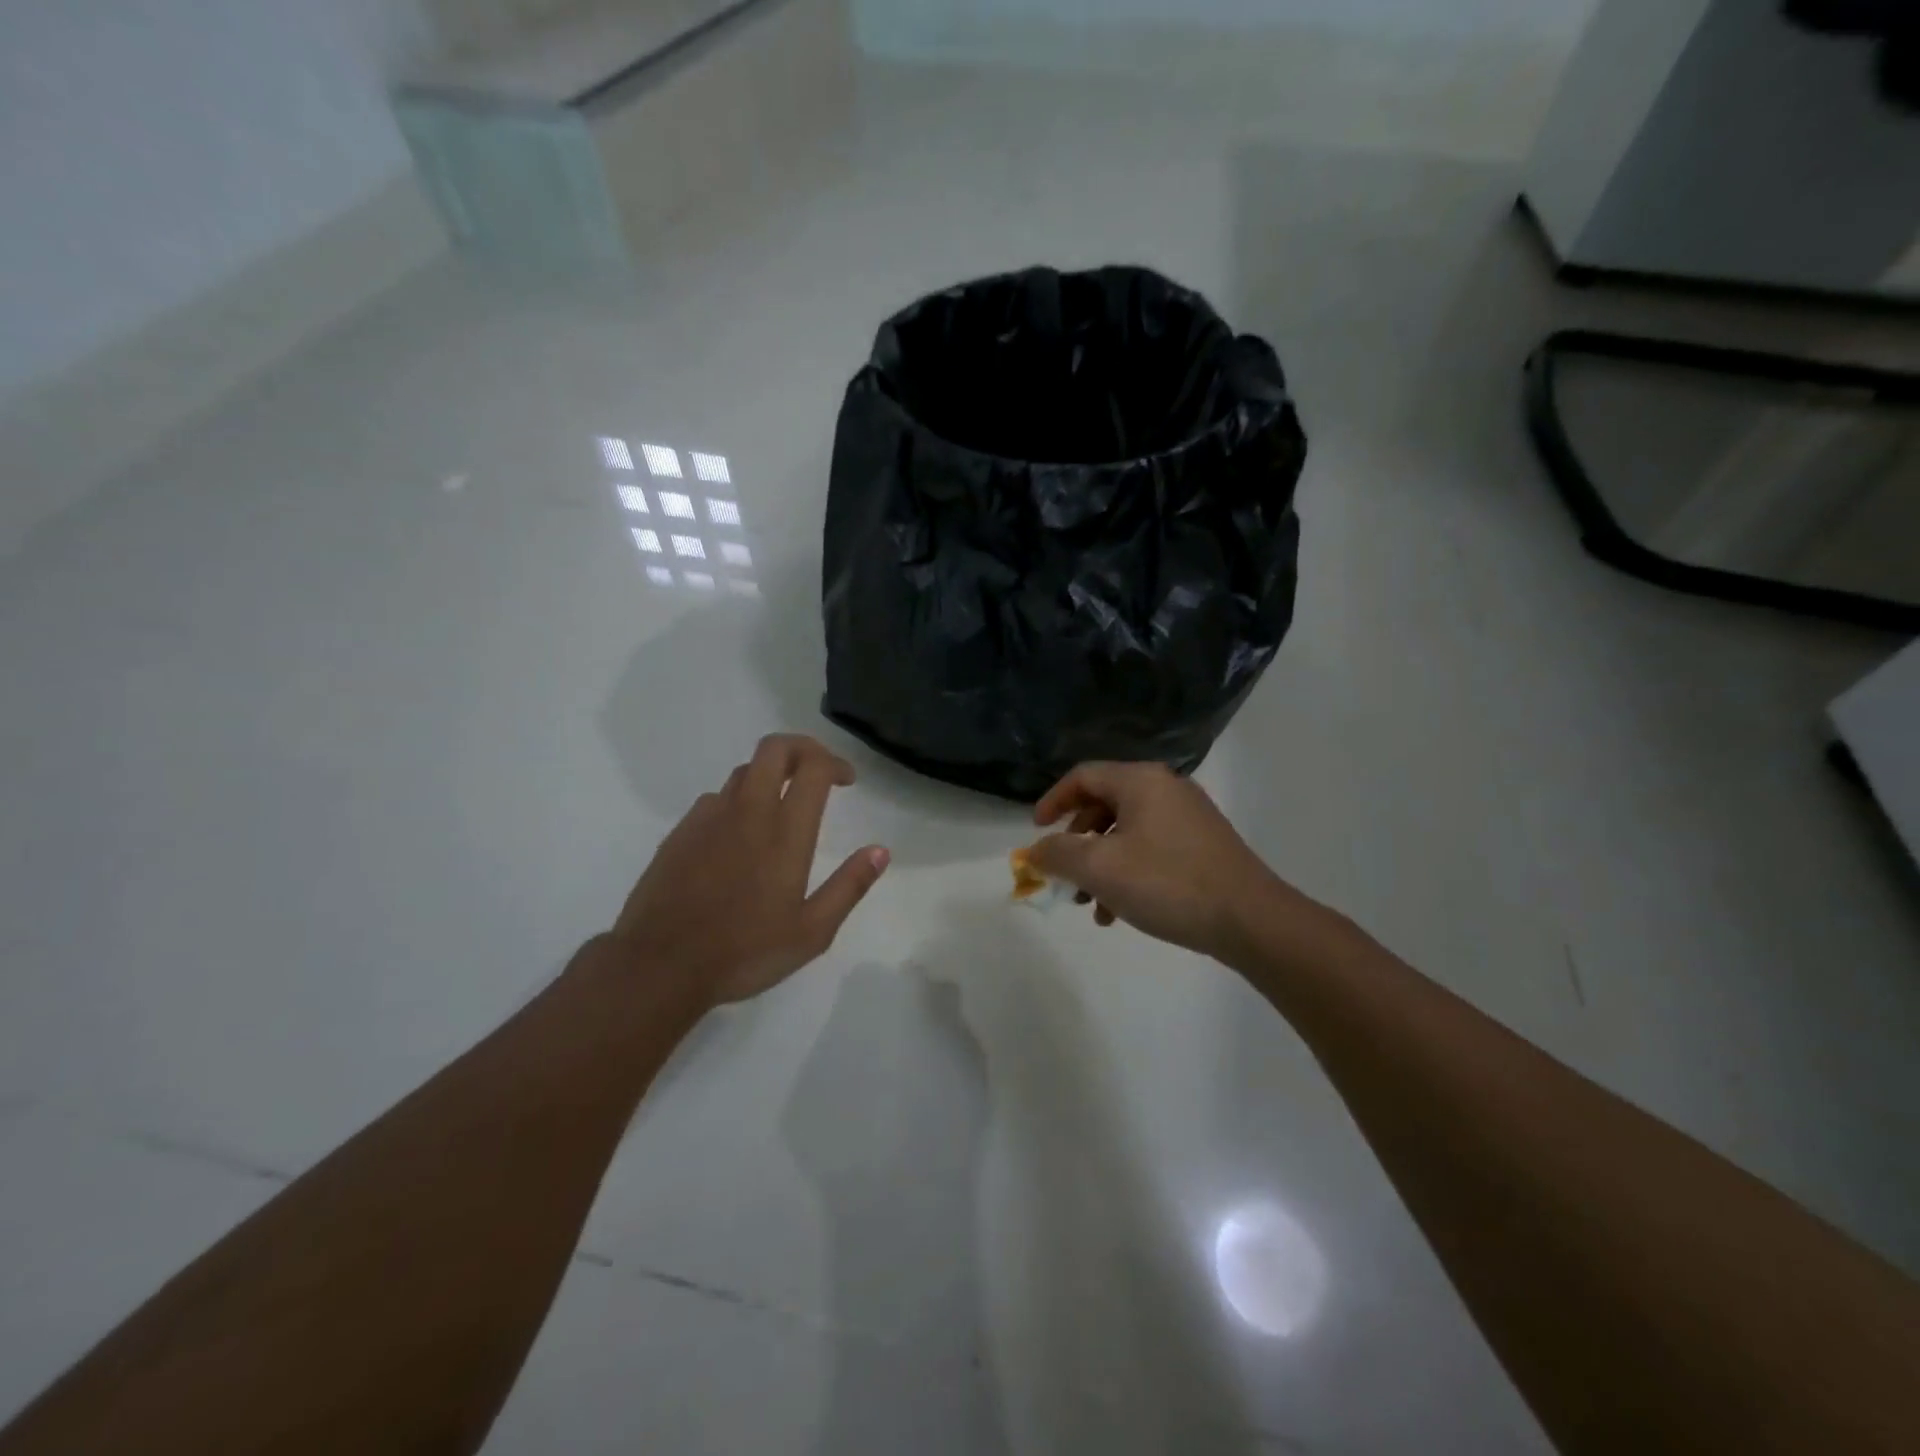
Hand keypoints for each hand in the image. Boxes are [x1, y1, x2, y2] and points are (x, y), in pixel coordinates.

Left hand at [609, 735, 889, 1005]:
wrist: (659, 965)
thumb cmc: (744, 952)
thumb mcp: (811, 932)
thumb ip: (849, 887)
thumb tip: (880, 851)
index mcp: (784, 833)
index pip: (812, 767)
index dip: (834, 762)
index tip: (846, 780)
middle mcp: (748, 812)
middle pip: (774, 749)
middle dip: (802, 748)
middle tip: (817, 771)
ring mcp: (709, 818)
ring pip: (744, 772)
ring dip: (770, 775)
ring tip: (781, 805)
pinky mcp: (681, 832)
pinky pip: (715, 799)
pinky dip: (737, 802)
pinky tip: (738, 836)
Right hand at [1028, 761, 1285, 961]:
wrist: (1250, 919)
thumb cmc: (1167, 883)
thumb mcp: (1100, 868)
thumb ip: (1058, 854)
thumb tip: (1034, 851)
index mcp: (1141, 781)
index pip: (1083, 776)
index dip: (1053, 801)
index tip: (1036, 832)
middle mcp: (1165, 789)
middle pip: (1104, 805)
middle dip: (1076, 842)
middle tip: (1064, 873)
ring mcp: (1188, 817)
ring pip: (1126, 833)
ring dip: (1100, 865)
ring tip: (1090, 905)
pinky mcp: (1203, 845)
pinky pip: (1151, 849)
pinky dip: (1128, 873)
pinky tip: (1120, 913)